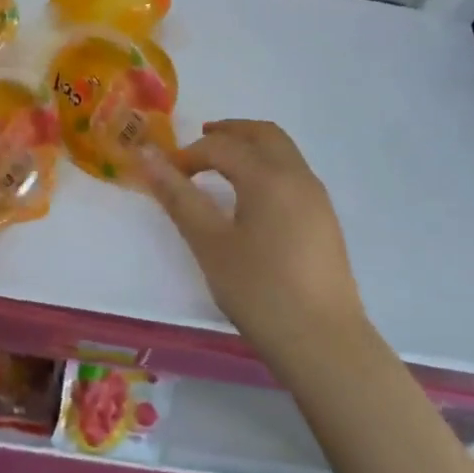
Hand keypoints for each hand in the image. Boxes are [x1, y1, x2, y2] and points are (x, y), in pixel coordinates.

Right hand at [141, 120, 369, 351]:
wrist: (322, 341)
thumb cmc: (259, 290)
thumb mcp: (210, 244)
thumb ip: (179, 197)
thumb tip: (148, 157)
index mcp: (268, 177)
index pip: (222, 146)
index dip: (189, 153)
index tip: (166, 173)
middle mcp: (298, 177)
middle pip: (263, 134)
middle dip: (229, 132)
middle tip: (199, 143)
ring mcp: (317, 199)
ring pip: (284, 153)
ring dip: (251, 148)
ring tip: (222, 168)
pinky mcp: (325, 221)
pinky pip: (294, 175)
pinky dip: (268, 168)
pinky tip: (251, 200)